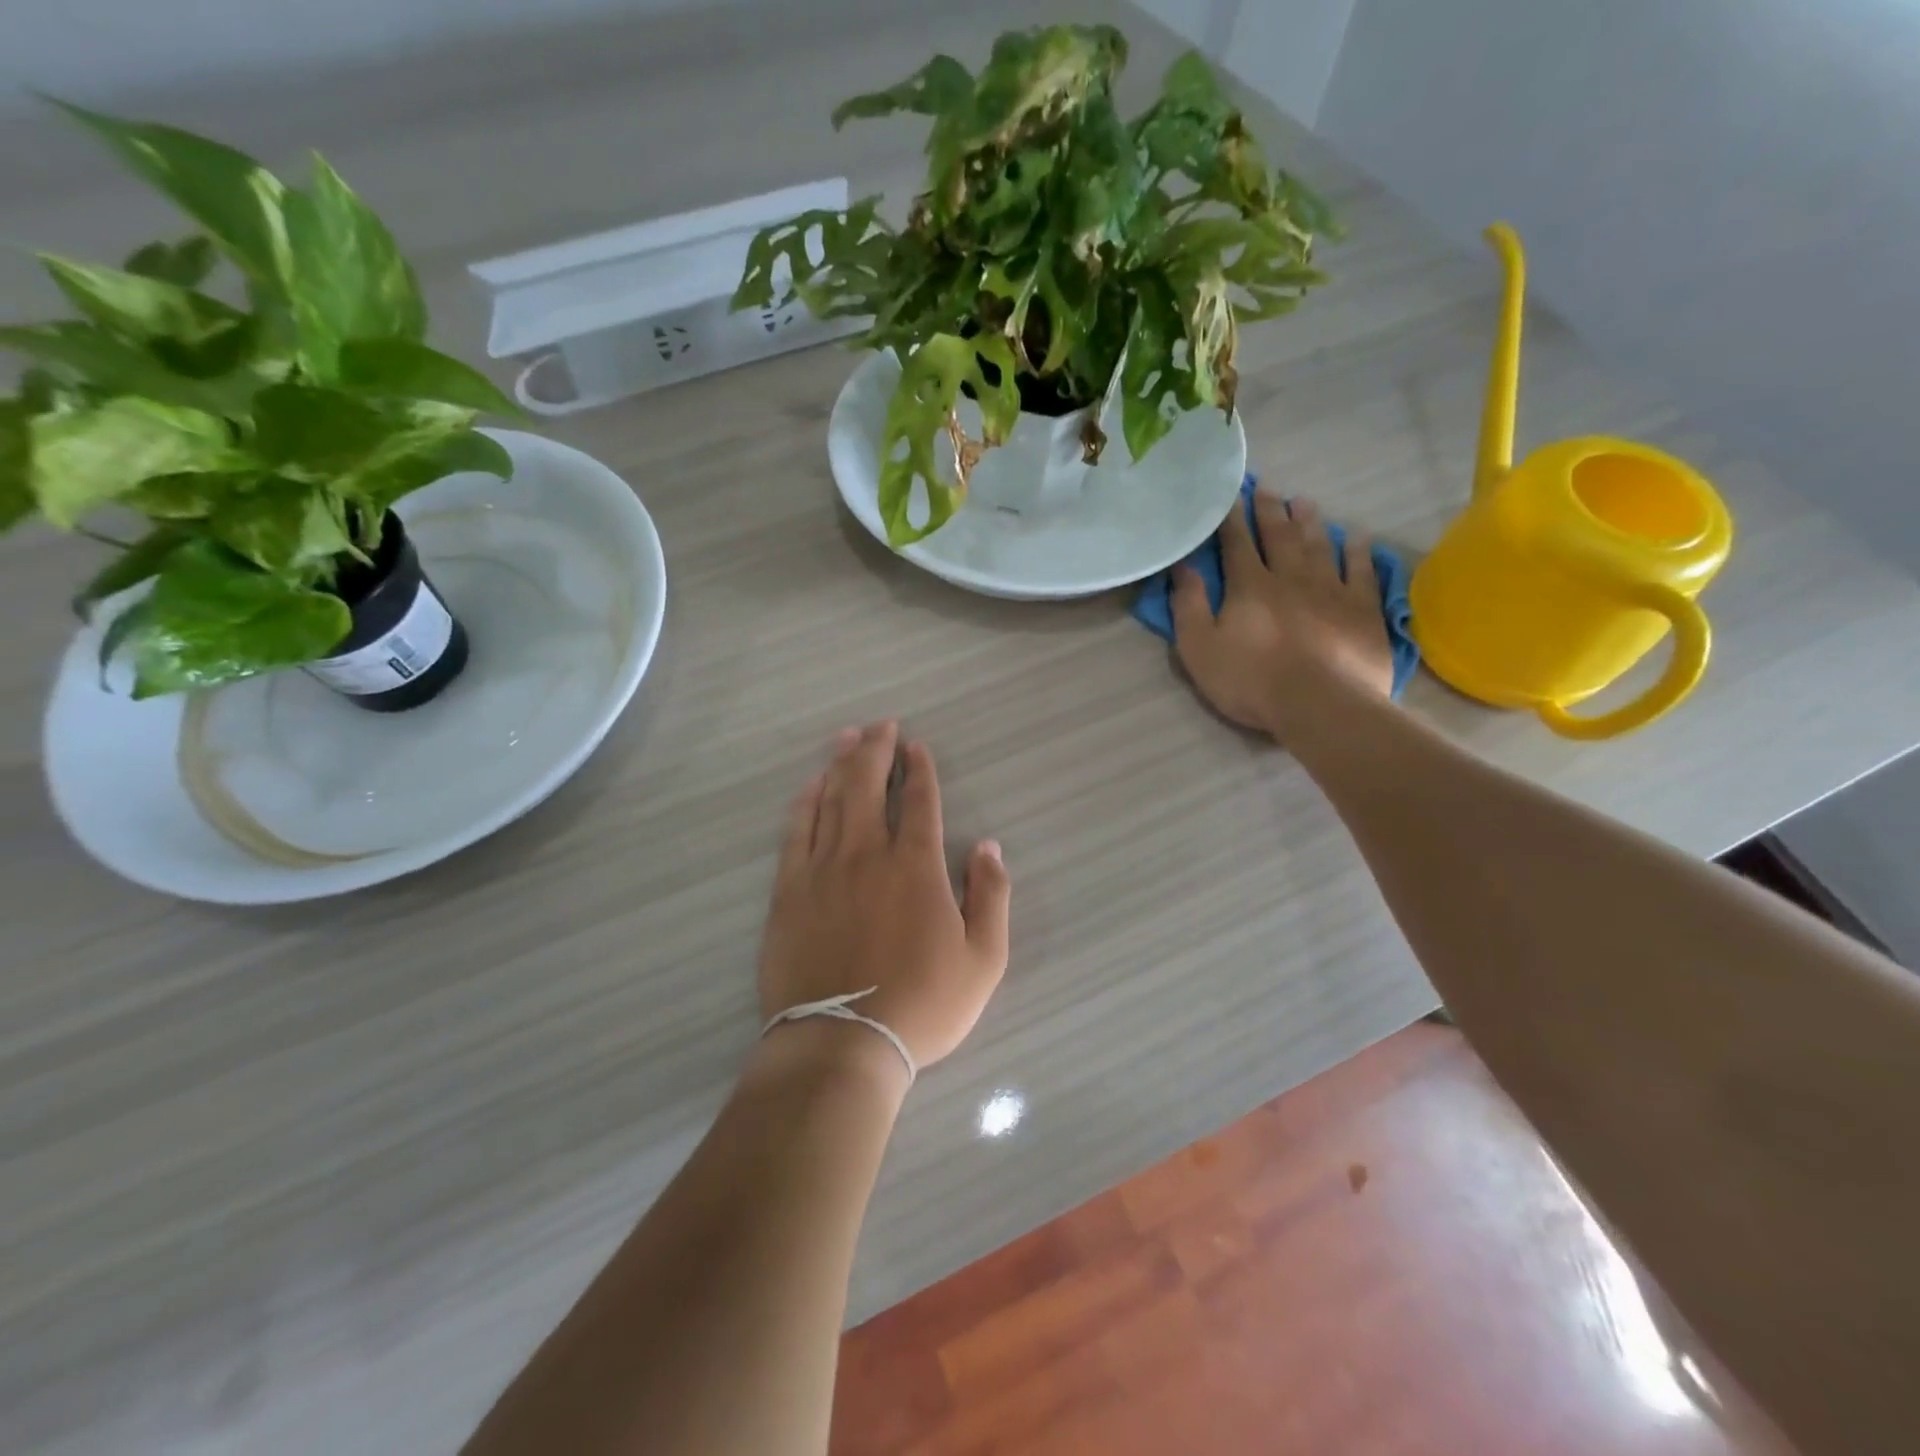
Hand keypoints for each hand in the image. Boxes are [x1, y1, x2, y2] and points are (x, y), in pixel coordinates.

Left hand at [759, 721, 1011, 1071]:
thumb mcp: (984, 960)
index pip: (919, 801)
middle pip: (869, 786)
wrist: (842, 1044)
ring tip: (848, 737)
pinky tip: (810, 785)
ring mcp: (823, 869)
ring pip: (832, 800)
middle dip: (877, 750)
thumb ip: (992, 896)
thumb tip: (990, 847)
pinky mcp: (790, 891)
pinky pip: (796, 832)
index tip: (916, 746)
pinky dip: (805, 802)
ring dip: (842, 764)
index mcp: (916, 866)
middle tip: (881, 725)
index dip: (919, 769)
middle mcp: (868, 854)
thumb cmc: (923, 1005)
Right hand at [1171, 493, 1394, 741]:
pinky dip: (1359, 552)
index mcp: (1249, 587)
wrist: (1321, 705)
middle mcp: (1291, 578)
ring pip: (1320, 546)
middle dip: (1271, 511)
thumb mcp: (1199, 648)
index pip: (1237, 544)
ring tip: (1305, 502)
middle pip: (1279, 536)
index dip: (1232, 519)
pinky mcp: (1362, 610)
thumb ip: (1189, 605)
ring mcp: (1332, 590)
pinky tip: (1358, 538)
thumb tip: (1183, 566)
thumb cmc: (1251, 681)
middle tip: (1268, 488)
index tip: (1230, 497)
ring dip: (1311, 522)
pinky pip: (1362, 572)